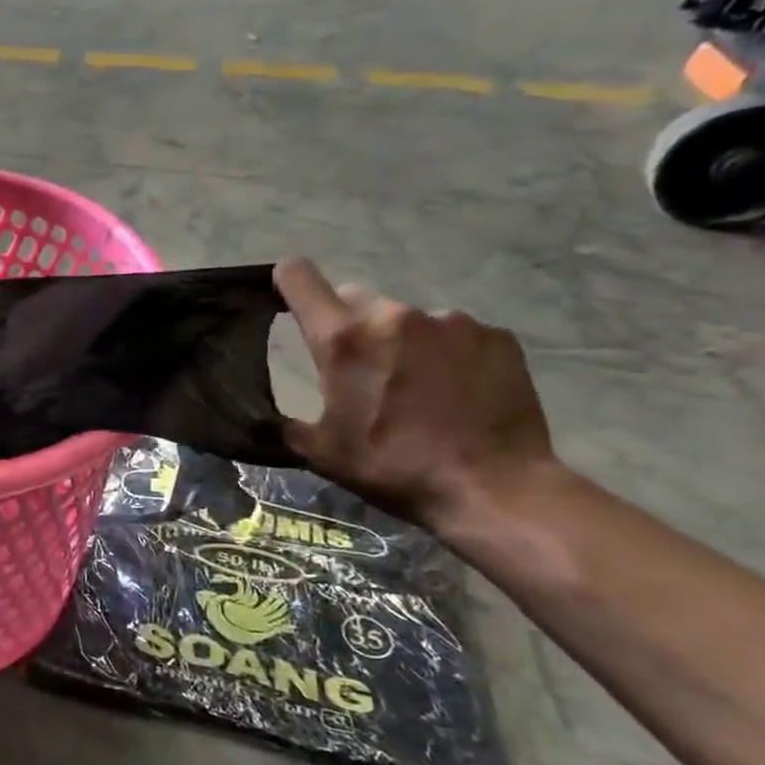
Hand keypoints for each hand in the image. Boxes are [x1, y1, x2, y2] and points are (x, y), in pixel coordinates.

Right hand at [273, 258, 558, 529]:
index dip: (286, 282)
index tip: (286, 300)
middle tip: (359, 367)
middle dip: (347, 324)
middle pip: (353, 297)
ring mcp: (449, 321)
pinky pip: (454, 333)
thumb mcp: (323, 452)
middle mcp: (392, 315)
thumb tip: (270, 420)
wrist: (495, 488)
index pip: (299, 276)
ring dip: (398, 340)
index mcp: (342, 338)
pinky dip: (445, 353)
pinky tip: (455, 391)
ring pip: (405, 318)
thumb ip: (288, 424)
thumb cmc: (394, 467)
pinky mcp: (494, 336)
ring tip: (415, 386)